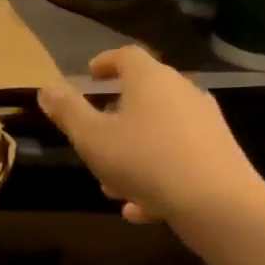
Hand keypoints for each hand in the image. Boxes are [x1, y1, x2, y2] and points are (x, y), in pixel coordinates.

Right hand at [37, 47, 263, 226]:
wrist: (216, 202)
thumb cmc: (143, 160)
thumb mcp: (91, 138)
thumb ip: (67, 112)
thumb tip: (46, 88)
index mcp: (149, 80)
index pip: (126, 56)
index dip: (105, 62)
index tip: (90, 75)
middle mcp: (181, 92)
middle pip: (144, 95)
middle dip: (115, 117)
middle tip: (94, 136)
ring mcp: (204, 123)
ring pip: (158, 131)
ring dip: (132, 152)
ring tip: (112, 185)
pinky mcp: (218, 153)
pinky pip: (177, 158)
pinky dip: (155, 176)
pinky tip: (138, 208)